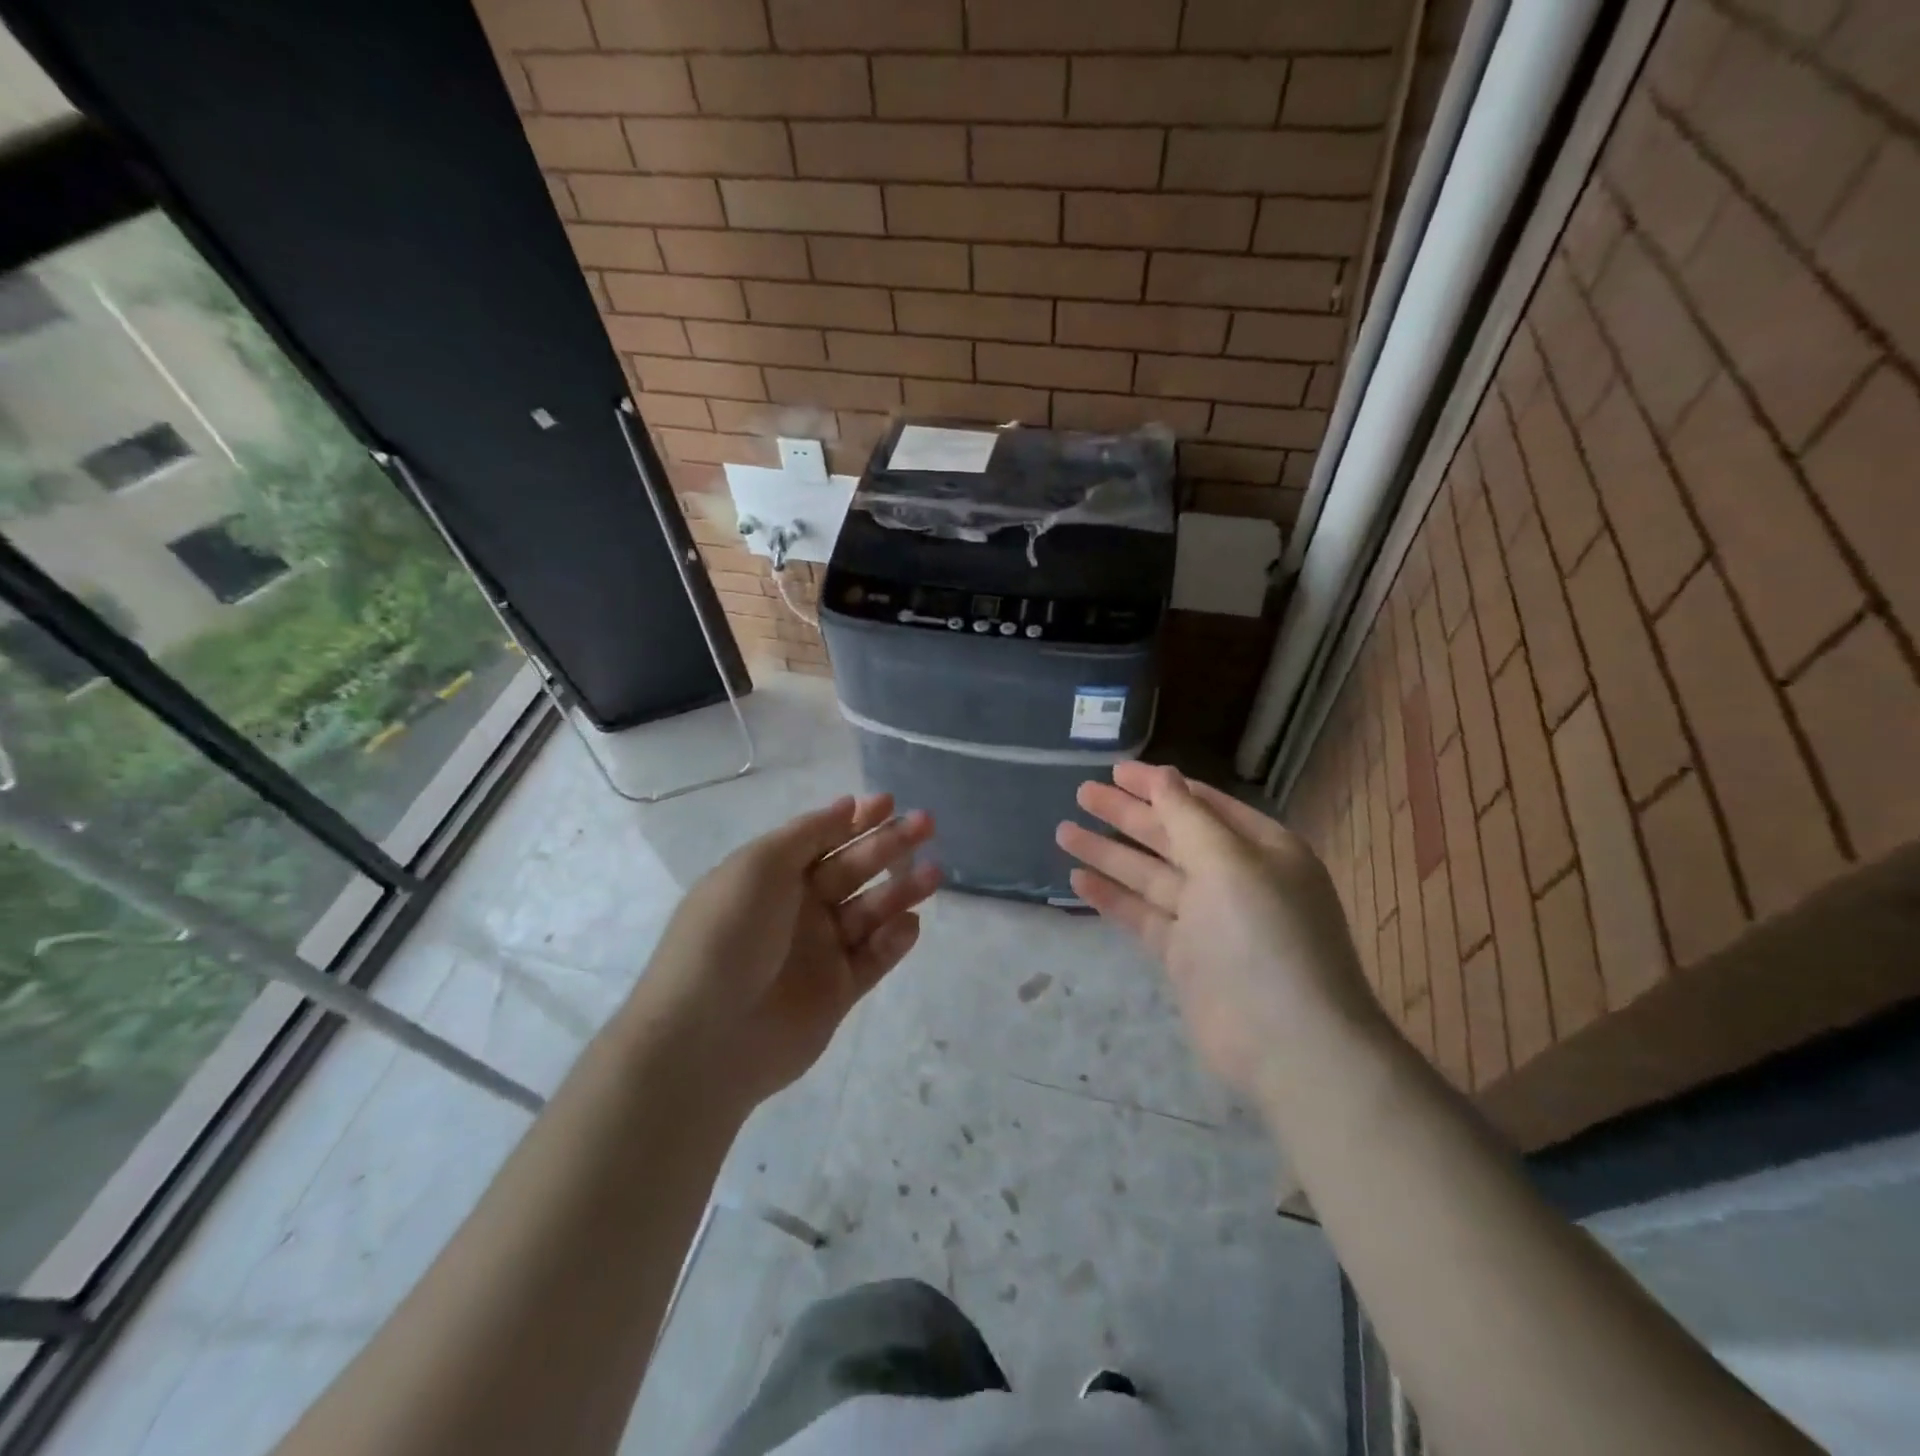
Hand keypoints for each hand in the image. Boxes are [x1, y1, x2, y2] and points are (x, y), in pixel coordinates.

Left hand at [638, 794, 940, 1108]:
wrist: (707, 1037)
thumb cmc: (729, 934)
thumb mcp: (759, 866)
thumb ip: (808, 833)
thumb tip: (847, 805)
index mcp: (772, 875)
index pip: (822, 837)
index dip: (856, 819)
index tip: (890, 802)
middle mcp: (798, 908)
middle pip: (852, 868)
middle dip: (889, 844)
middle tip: (927, 824)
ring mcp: (819, 951)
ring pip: (870, 911)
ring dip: (901, 890)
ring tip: (933, 874)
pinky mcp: (838, 992)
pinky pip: (873, 958)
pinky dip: (894, 940)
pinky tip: (910, 925)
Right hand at [1055, 762, 1377, 1109]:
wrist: (1289, 1044)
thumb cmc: (1264, 935)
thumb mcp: (1229, 862)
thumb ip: (1187, 817)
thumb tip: (1163, 774)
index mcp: (1261, 848)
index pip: (1201, 804)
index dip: (1158, 785)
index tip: (1115, 771)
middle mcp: (1235, 879)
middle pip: (1171, 836)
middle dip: (1126, 814)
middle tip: (1081, 793)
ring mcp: (1208, 920)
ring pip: (1150, 875)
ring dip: (1109, 853)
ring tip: (1063, 831)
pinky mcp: (1185, 957)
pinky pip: (1144, 916)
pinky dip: (1113, 897)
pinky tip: (1078, 880)